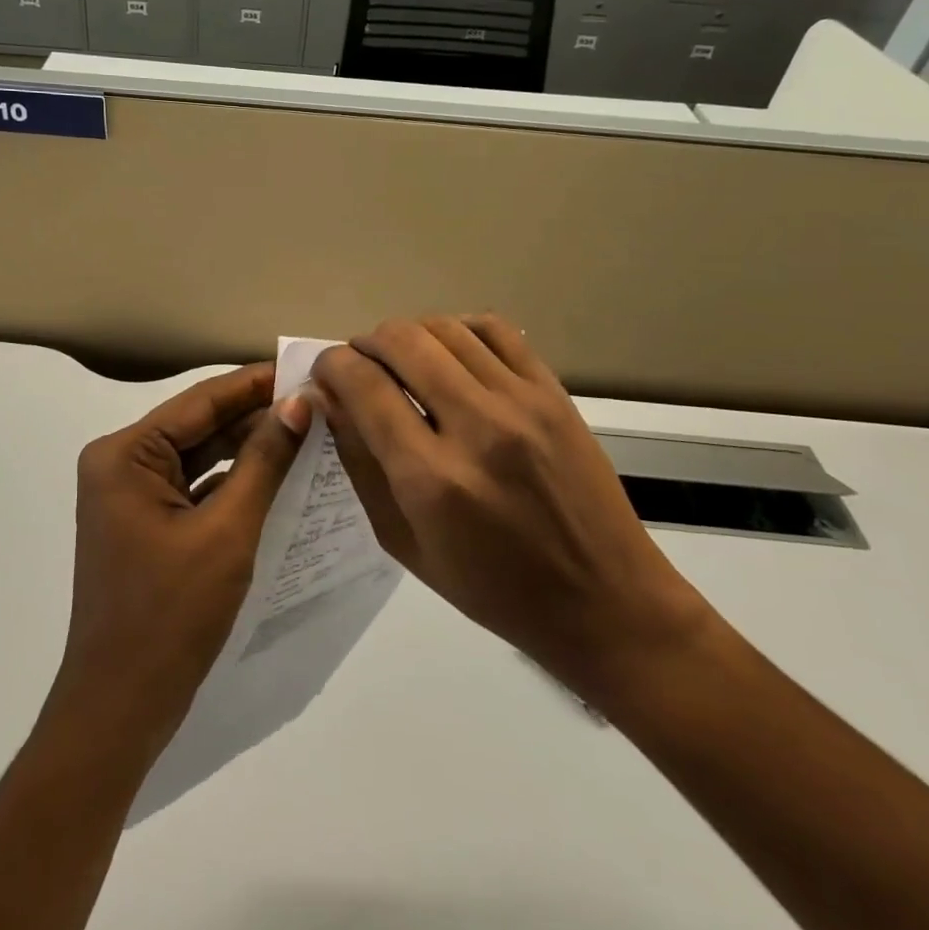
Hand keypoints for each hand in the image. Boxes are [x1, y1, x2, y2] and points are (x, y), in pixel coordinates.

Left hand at [50, 363, 311, 758]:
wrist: (120, 709)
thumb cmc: (171, 615)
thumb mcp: (227, 531)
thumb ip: (265, 461)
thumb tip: (300, 402)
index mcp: (125, 453)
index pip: (201, 401)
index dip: (257, 383)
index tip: (307, 367)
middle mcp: (121, 463)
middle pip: (201, 426)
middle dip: (258, 416)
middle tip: (319, 403)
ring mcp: (131, 496)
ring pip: (201, 458)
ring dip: (250, 449)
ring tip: (309, 432)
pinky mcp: (147, 524)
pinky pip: (196, 489)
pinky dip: (235, 483)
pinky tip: (280, 476)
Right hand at [309, 316, 714, 711]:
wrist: (604, 601)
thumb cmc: (493, 589)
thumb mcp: (404, 543)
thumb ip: (360, 464)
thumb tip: (329, 399)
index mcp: (432, 479)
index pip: (363, 385)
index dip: (331, 366)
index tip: (324, 373)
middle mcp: (477, 427)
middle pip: (401, 341)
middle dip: (365, 344)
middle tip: (359, 366)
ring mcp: (522, 403)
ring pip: (444, 328)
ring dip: (407, 335)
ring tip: (401, 360)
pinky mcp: (554, 392)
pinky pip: (495, 330)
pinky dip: (458, 328)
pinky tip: (449, 352)